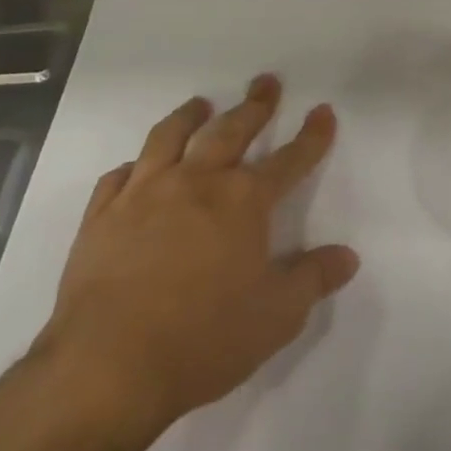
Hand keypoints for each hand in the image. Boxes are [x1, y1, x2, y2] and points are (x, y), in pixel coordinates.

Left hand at [26, 76, 359, 450]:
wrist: (106, 367)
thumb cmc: (203, 340)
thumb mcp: (276, 317)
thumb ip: (313, 279)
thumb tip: (348, 256)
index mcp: (243, 201)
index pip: (289, 159)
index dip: (311, 135)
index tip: (322, 110)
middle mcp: (196, 182)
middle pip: (231, 130)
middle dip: (254, 105)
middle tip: (265, 82)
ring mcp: (144, 193)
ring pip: (170, 137)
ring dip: (190, 116)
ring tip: (201, 104)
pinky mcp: (103, 216)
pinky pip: (119, 176)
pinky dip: (134, 165)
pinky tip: (137, 167)